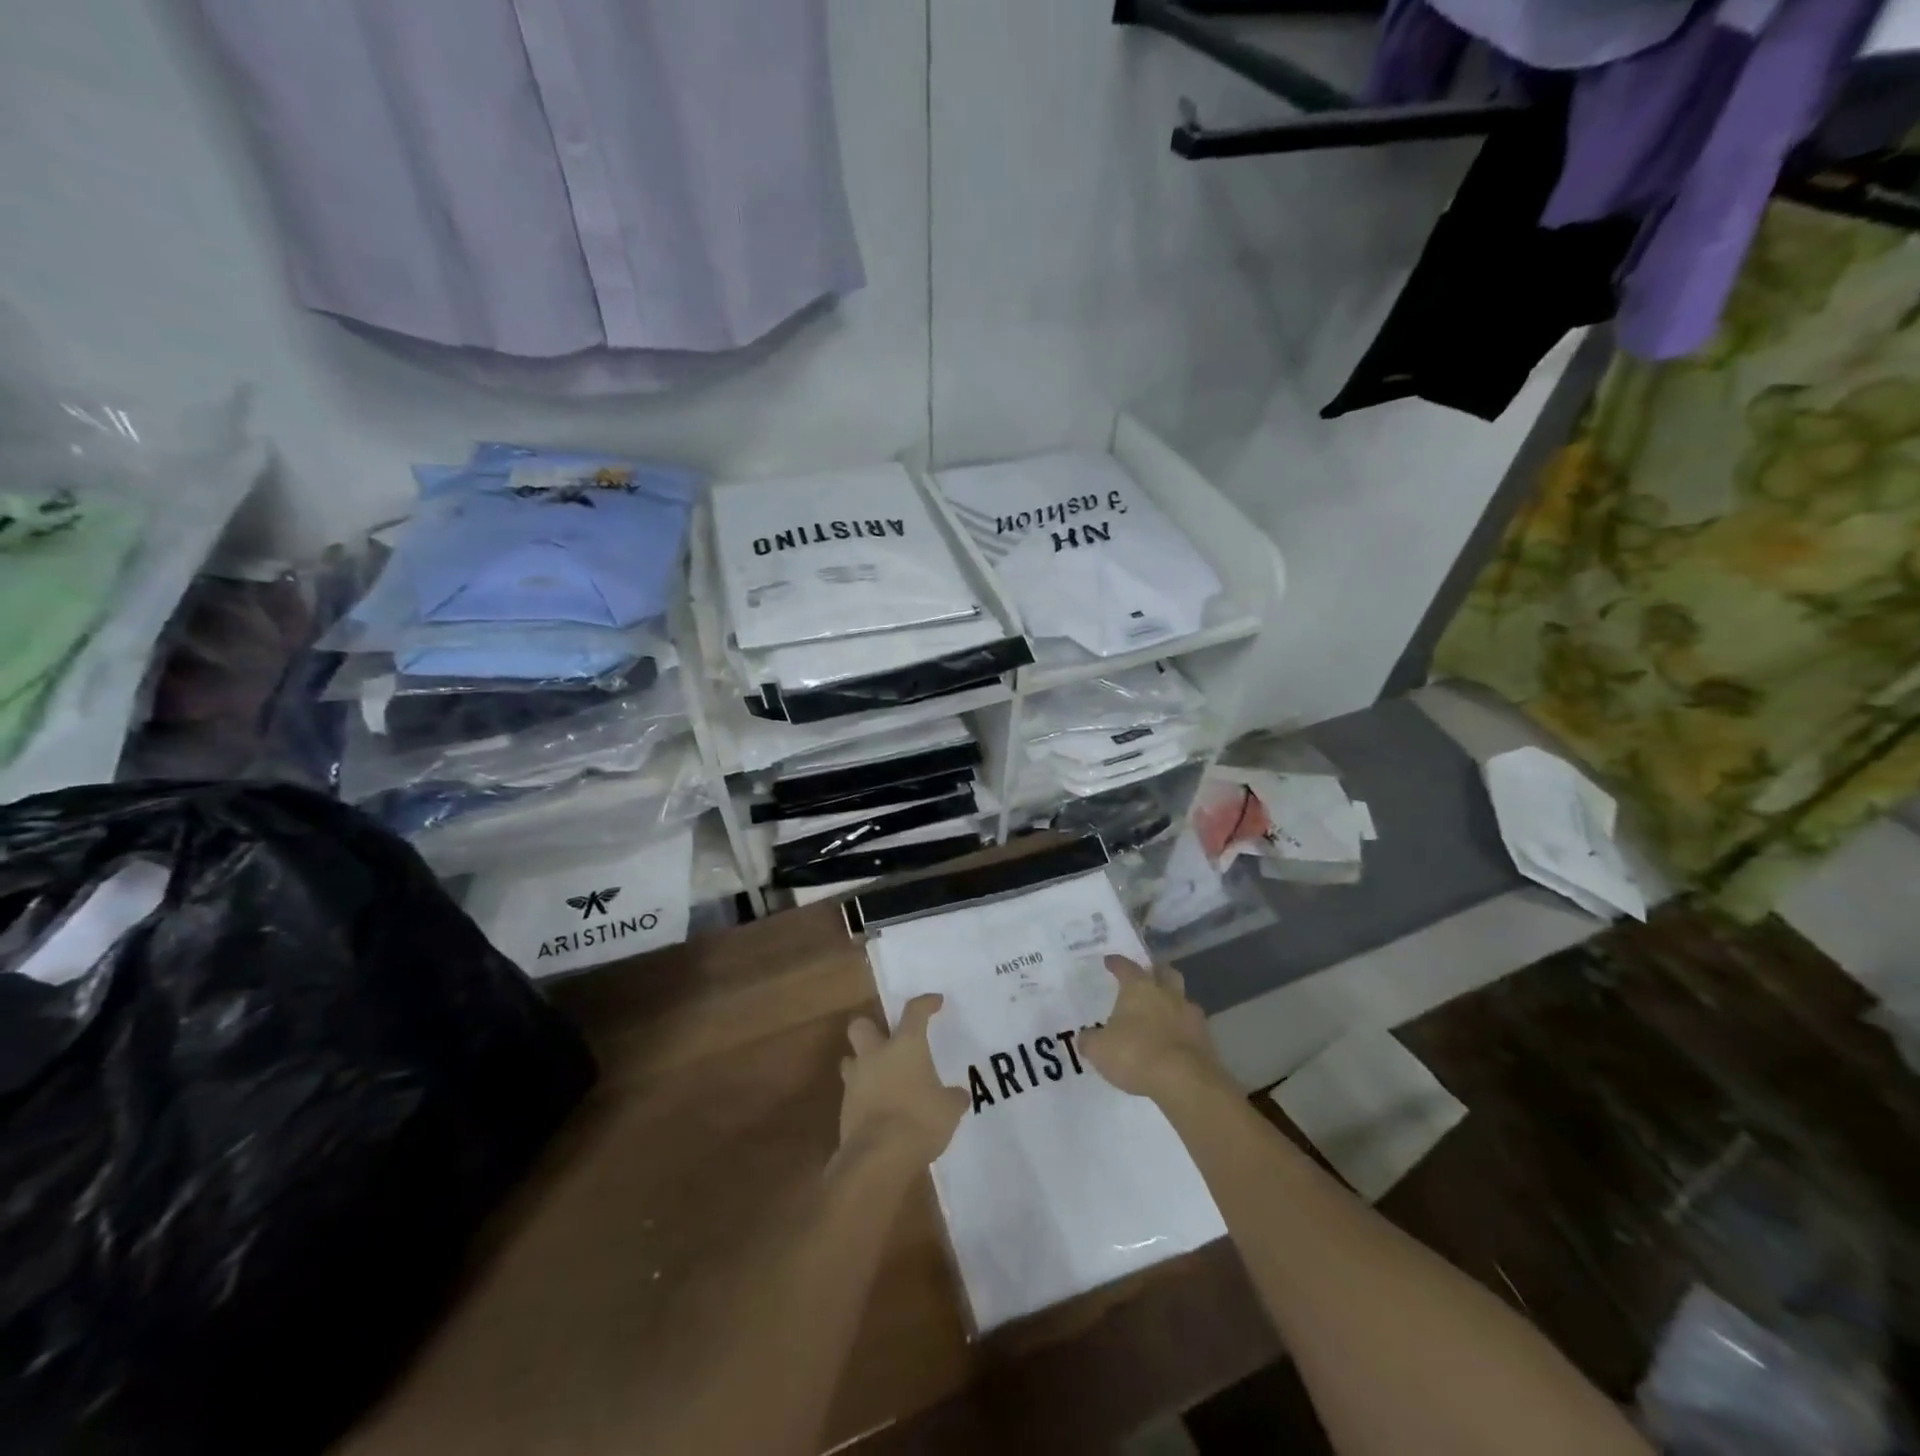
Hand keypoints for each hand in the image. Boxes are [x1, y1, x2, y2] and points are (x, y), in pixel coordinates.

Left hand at [838, 994, 968, 1168]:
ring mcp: (856, 1080)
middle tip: (888, 1040)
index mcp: (905, 1046)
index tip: (935, 1002)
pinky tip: (880, 1109)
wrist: (877, 1157)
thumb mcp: (949, 1109)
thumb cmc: (919, 1121)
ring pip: (851, 1058)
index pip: (915, 1012)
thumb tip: (958, 1095)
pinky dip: (864, 1095)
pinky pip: (853, 1091)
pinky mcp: (844, 1107)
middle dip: (872, 1028)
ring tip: (881, 1078)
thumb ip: (953, 1097)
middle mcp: (876, 1055)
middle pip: (861, 1025)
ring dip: (863, 1064)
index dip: (926, 1004)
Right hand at [1082, 957, 1234, 1104]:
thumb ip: (1090, 1040)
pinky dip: (1183, 1029)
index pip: (1126, 966)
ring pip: (1182, 998)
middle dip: (1156, 972)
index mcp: (1139, 988)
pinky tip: (1174, 1040)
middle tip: (1147, 977)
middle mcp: (1166, 993)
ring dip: (1173, 1001)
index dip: (1116, 963)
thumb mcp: (1099, 1049)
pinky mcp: (1206, 1038)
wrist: (1185, 1081)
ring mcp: (1190, 1015)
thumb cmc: (1135, 1054)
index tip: (1110, 961)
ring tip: (1162, 1012)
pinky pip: (1192, 1026)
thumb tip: (1085, 1037)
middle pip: (1164, 972)